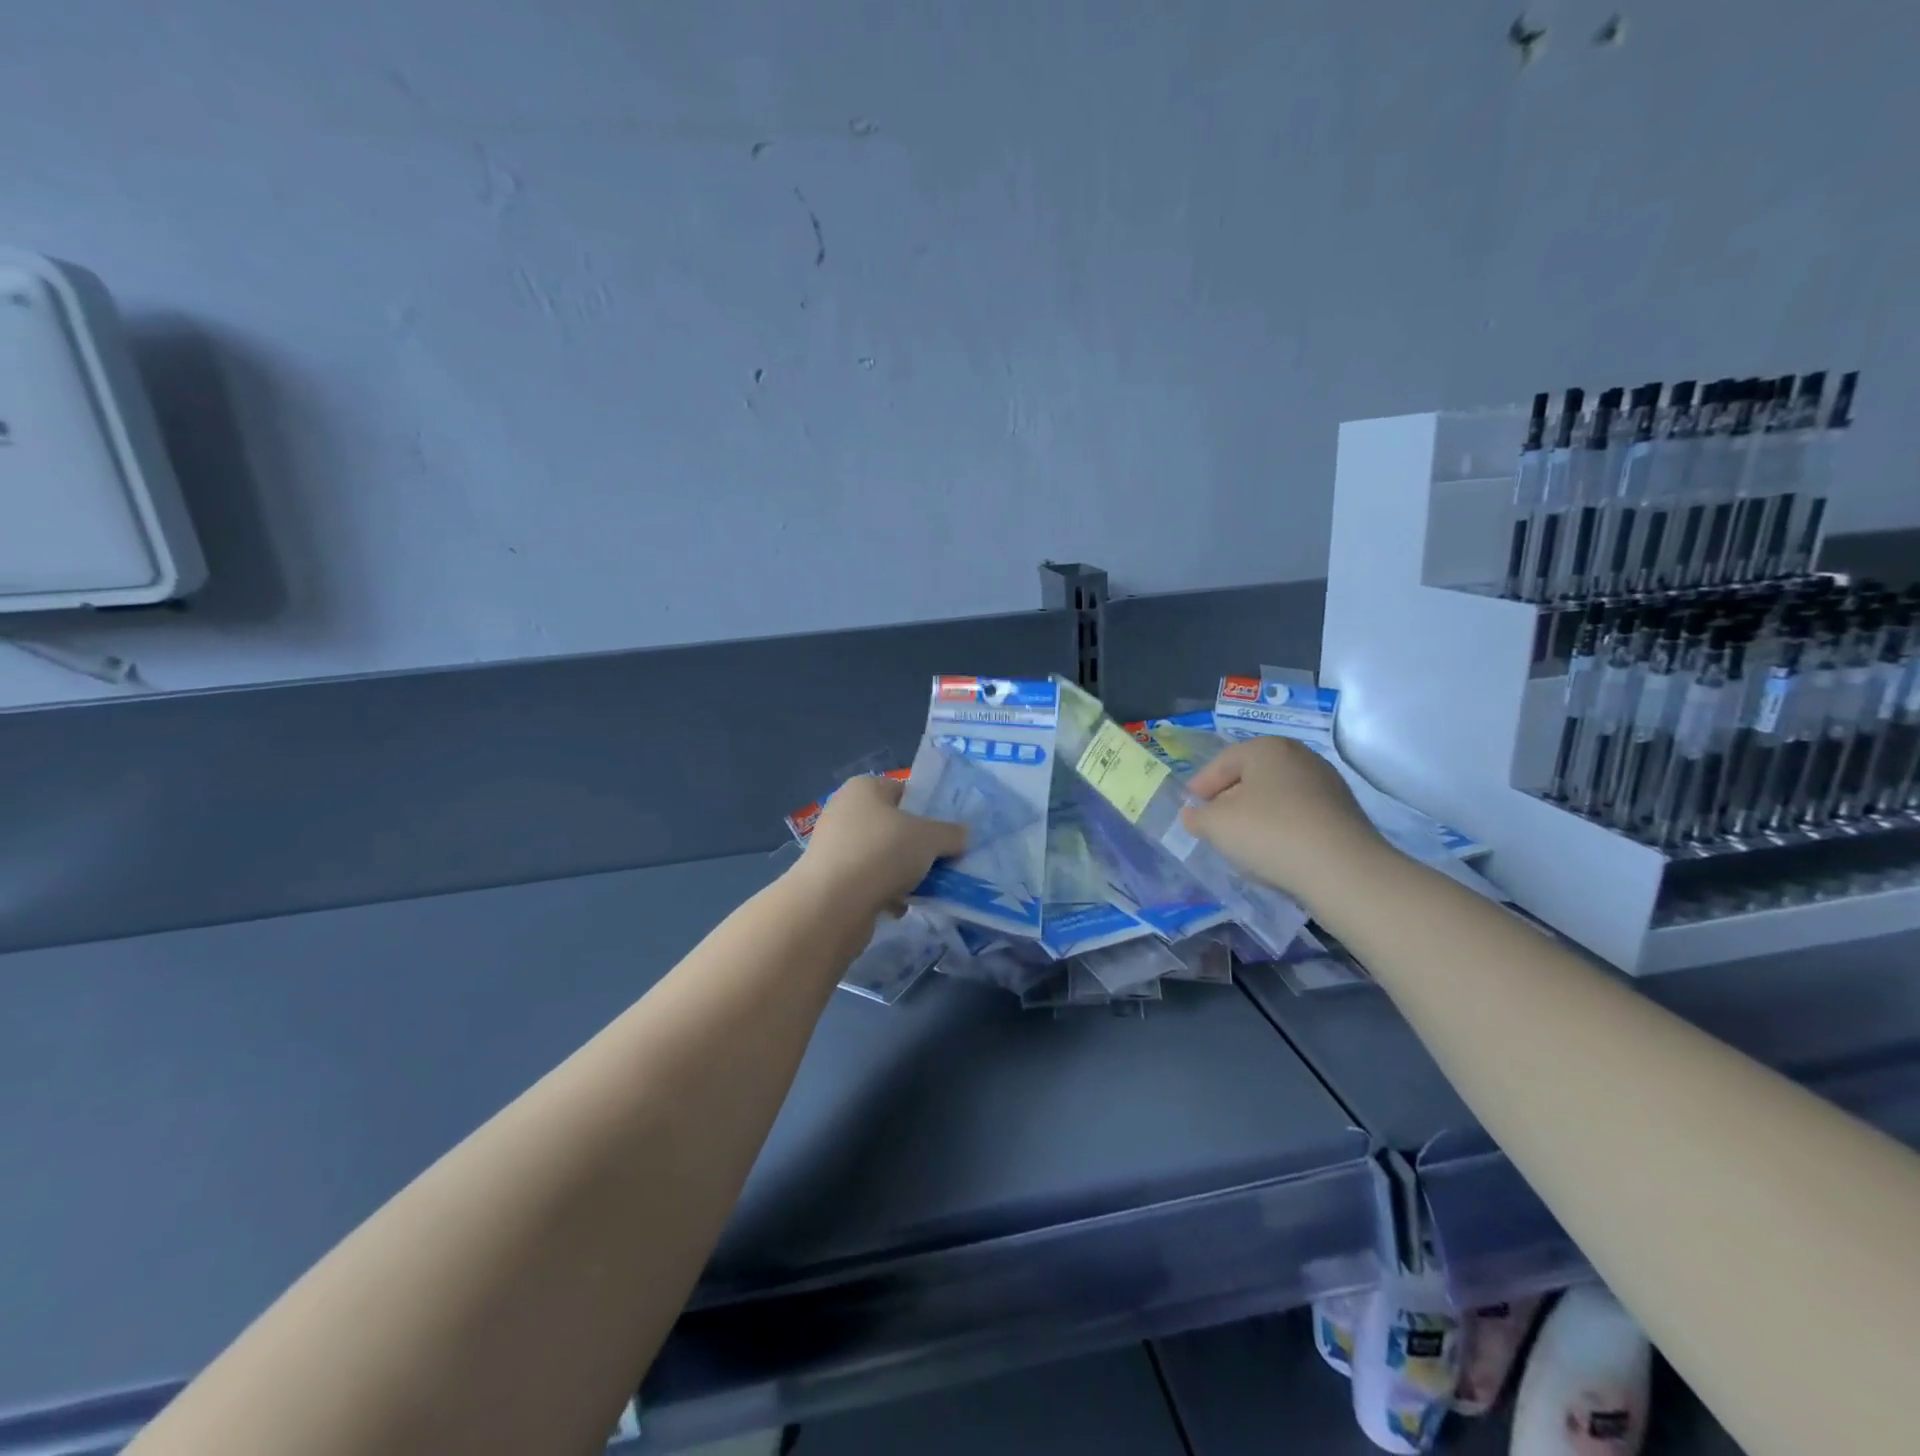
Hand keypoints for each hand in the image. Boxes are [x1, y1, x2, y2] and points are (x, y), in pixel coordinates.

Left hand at [793, 774, 966, 917]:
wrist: (832, 904)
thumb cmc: (882, 853)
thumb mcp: (930, 839)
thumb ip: (951, 834)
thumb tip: (962, 835)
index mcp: (865, 788)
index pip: (905, 791)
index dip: (929, 810)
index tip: (949, 832)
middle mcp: (845, 811)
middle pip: (895, 826)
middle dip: (919, 846)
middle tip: (944, 861)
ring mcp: (835, 846)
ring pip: (883, 856)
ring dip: (905, 873)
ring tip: (928, 888)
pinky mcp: (832, 879)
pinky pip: (869, 881)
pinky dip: (887, 893)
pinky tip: (903, 907)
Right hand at [1180, 738, 1388, 907]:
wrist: (1343, 871)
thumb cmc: (1269, 834)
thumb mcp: (1215, 825)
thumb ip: (1197, 816)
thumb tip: (1194, 815)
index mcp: (1267, 748)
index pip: (1222, 762)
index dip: (1200, 786)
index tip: (1190, 809)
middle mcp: (1300, 756)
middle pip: (1251, 777)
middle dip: (1229, 799)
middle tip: (1212, 824)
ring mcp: (1327, 784)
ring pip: (1276, 797)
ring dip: (1256, 815)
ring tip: (1242, 843)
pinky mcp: (1344, 814)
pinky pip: (1299, 816)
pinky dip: (1281, 828)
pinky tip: (1274, 852)